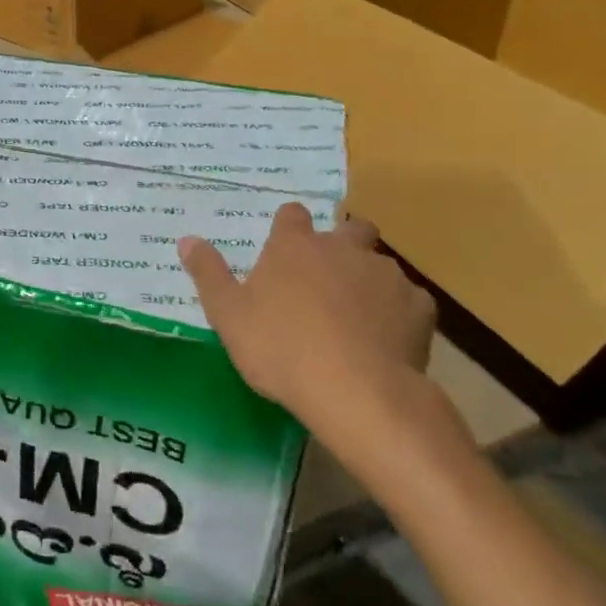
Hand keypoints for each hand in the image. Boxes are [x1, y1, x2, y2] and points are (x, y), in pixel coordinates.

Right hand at [179, 204, 460, 461]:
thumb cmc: (280, 349)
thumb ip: (208, 274)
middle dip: (343, 242)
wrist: (355, 391)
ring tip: (357, 317)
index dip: (289, 227)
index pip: (292, 214)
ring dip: (369, 280)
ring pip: (380, 265)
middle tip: (329, 277)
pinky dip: (398, 313)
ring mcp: (385, 274)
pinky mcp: (419, 307)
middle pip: (350, 228)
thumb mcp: (228, 315)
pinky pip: (409, 301)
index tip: (284, 249)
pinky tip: (386, 340)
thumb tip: (187, 239)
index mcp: (295, 246)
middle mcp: (343, 248)